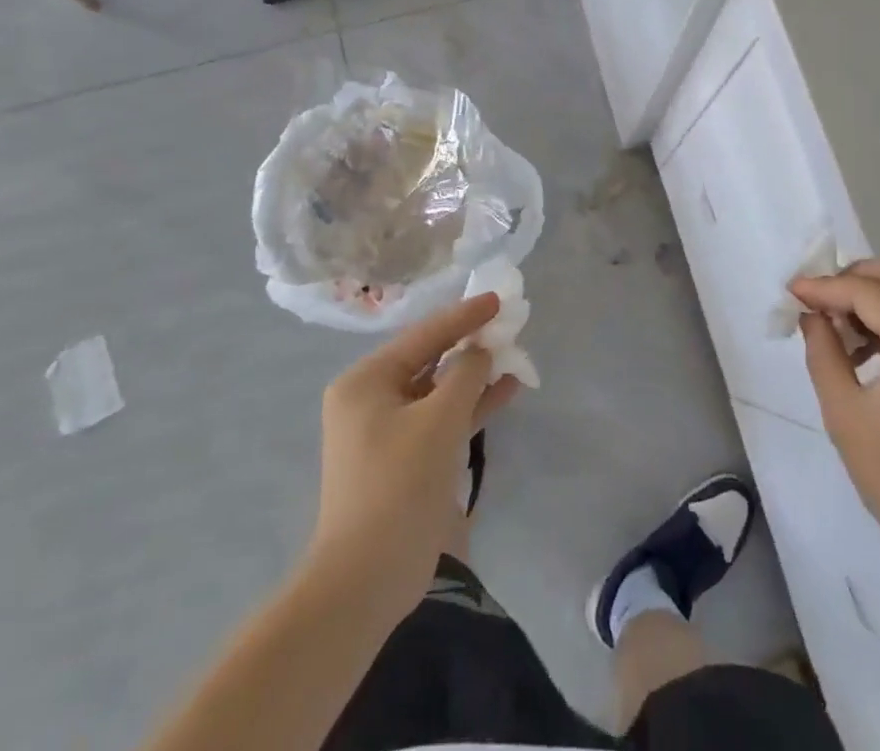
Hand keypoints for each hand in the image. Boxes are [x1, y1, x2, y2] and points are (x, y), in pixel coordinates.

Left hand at [306, 294, 520, 617]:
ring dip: (474, 376)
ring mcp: (385, 431)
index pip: (424, 335)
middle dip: (470, 345)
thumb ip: (465, 375)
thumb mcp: (440, 420)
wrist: (365, 581)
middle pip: (429, 359)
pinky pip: (440, 418)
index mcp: (366, 380)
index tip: (498, 299)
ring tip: (514, 357)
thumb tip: (480, 352)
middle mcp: (370, 398)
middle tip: (508, 326)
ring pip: (438, 389)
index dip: (464, 316)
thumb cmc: (398, 485)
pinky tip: (505, 391)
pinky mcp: (402, 458)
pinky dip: (469, 406)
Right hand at [793, 259, 879, 576]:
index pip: (867, 291)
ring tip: (839, 329)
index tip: (793, 292)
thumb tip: (812, 316)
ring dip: (875, 296)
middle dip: (856, 277)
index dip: (825, 287)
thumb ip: (823, 352)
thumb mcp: (844, 412)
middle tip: (821, 301)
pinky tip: (867, 350)